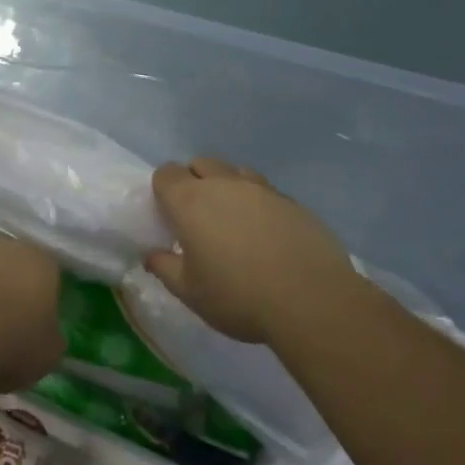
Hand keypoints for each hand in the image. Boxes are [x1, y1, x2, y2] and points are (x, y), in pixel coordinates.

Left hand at [0, 236, 64, 392]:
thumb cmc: (7, 345)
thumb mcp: (46, 356)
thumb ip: (49, 339)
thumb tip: (44, 334)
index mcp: (38, 263)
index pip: (45, 275)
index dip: (37, 302)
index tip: (29, 330)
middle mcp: (0, 244)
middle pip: (4, 265)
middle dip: (0, 290)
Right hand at [146, 157, 356, 344]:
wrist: (312, 301)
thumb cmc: (238, 296)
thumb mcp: (190, 292)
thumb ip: (164, 268)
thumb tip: (152, 255)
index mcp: (190, 200)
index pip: (165, 173)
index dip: (164, 191)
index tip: (170, 217)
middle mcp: (223, 183)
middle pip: (201, 164)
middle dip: (195, 182)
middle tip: (200, 219)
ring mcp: (261, 188)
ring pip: (236, 172)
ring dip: (228, 188)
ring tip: (236, 223)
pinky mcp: (292, 201)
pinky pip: (266, 191)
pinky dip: (260, 205)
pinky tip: (269, 235)